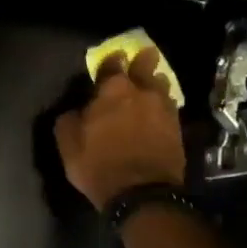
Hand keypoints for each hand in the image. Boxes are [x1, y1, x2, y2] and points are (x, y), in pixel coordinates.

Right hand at [54, 47, 187, 209]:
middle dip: (144, 60)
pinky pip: (170, 108)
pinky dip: (164, 106)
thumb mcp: (68, 144)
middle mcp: (142, 93)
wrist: (142, 193)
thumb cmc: (99, 164)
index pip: (112, 65)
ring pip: (162, 87)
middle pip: (145, 68)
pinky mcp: (178, 129)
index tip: (113, 57)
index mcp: (112, 91)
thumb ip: (69, 120)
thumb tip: (75, 110)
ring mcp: (164, 111)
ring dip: (156, 83)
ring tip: (154, 82)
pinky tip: (161, 109)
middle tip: (146, 54)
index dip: (111, 60)